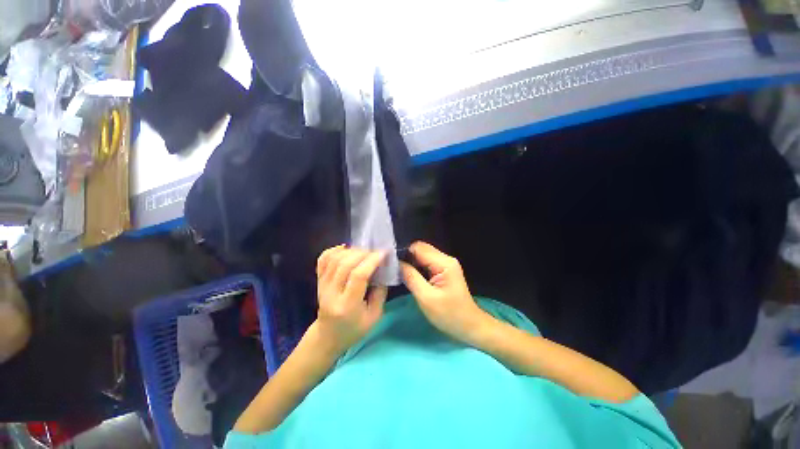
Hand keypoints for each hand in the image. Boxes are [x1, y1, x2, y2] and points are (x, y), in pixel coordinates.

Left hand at [315, 245, 386, 354]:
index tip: (383, 253)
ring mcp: (322, 286)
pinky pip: (323, 259)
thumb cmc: (354, 329)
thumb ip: (380, 292)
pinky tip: (346, 249)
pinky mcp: (318, 281)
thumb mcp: (374, 316)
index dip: (371, 261)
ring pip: (334, 259)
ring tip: (363, 251)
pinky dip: (334, 250)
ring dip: (351, 250)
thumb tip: (383, 269)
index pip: (358, 276)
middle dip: (362, 253)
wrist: (328, 336)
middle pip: (345, 264)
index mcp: (347, 305)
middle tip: (374, 252)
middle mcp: (331, 293)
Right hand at [401, 242, 490, 345]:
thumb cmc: (449, 314)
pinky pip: (427, 263)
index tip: (391, 264)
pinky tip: (411, 277)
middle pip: (421, 249)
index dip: (404, 254)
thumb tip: (396, 263)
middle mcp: (446, 258)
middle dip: (407, 258)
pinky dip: (417, 267)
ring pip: (423, 255)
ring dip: (412, 263)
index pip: (418, 248)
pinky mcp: (444, 270)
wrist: (469, 326)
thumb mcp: (426, 298)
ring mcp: (446, 264)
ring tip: (401, 274)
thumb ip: (411, 277)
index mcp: (443, 263)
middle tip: (395, 271)